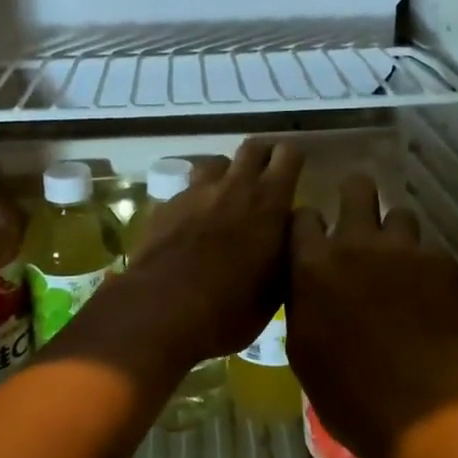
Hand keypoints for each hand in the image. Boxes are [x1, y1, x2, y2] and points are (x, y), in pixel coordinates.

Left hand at [122, 139, 302, 369]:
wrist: (161, 310)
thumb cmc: (230, 307)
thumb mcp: (276, 289)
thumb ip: (286, 249)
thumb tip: (288, 229)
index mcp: (268, 201)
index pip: (288, 154)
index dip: (293, 159)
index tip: (296, 171)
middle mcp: (233, 186)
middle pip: (252, 147)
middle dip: (262, 157)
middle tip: (266, 177)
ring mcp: (195, 192)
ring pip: (217, 163)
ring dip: (227, 174)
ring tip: (228, 198)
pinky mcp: (166, 205)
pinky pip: (188, 190)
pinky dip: (198, 200)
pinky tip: (195, 224)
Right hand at [288, 173, 457, 457]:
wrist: (421, 411)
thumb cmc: (347, 392)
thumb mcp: (302, 348)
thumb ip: (302, 301)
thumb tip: (307, 285)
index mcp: (313, 265)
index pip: (303, 216)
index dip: (309, 224)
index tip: (315, 238)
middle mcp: (356, 244)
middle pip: (357, 189)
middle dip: (357, 197)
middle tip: (361, 221)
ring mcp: (404, 251)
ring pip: (401, 216)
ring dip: (396, 235)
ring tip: (401, 264)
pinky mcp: (444, 265)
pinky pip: (432, 253)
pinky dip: (428, 270)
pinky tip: (433, 299)